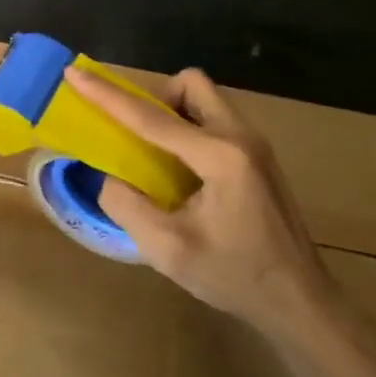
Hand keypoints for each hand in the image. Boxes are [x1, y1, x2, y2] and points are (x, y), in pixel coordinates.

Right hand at [64, 66, 340, 337]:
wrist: (301, 303)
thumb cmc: (235, 276)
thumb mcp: (168, 249)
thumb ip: (126, 205)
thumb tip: (109, 176)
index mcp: (219, 156)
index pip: (152, 117)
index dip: (107, 95)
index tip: (75, 73)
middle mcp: (240, 137)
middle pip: (190, 85)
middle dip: (155, 97)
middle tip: (135, 134)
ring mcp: (255, 145)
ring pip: (204, 100)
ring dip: (173, 113)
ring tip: (155, 156)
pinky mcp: (258, 158)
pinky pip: (215, 121)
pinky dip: (188, 129)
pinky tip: (181, 173)